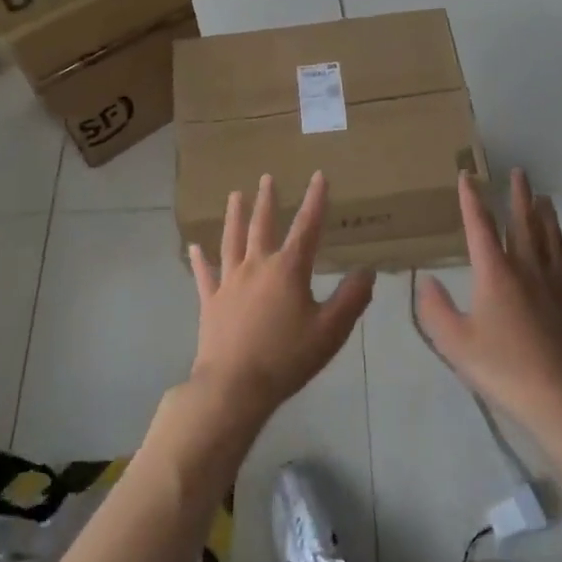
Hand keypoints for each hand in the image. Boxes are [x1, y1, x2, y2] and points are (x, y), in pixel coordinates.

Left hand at [188, 173, 374, 425]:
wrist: (234, 387)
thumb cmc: (286, 358)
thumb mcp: (330, 331)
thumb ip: (351, 298)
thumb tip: (367, 270)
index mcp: (288, 269)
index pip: (306, 226)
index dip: (315, 200)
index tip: (319, 175)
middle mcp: (256, 265)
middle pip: (262, 225)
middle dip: (267, 200)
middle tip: (266, 178)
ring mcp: (229, 281)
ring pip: (232, 240)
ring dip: (234, 216)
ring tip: (235, 195)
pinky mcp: (210, 301)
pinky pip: (204, 274)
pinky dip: (200, 259)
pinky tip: (194, 247)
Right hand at [415, 169, 561, 429]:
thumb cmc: (504, 369)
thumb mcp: (455, 344)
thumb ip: (435, 309)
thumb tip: (425, 279)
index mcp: (495, 272)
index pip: (480, 225)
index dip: (472, 198)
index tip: (467, 175)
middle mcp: (527, 268)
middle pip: (523, 222)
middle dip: (518, 195)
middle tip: (518, 172)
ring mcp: (556, 284)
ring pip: (551, 238)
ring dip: (545, 215)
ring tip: (544, 197)